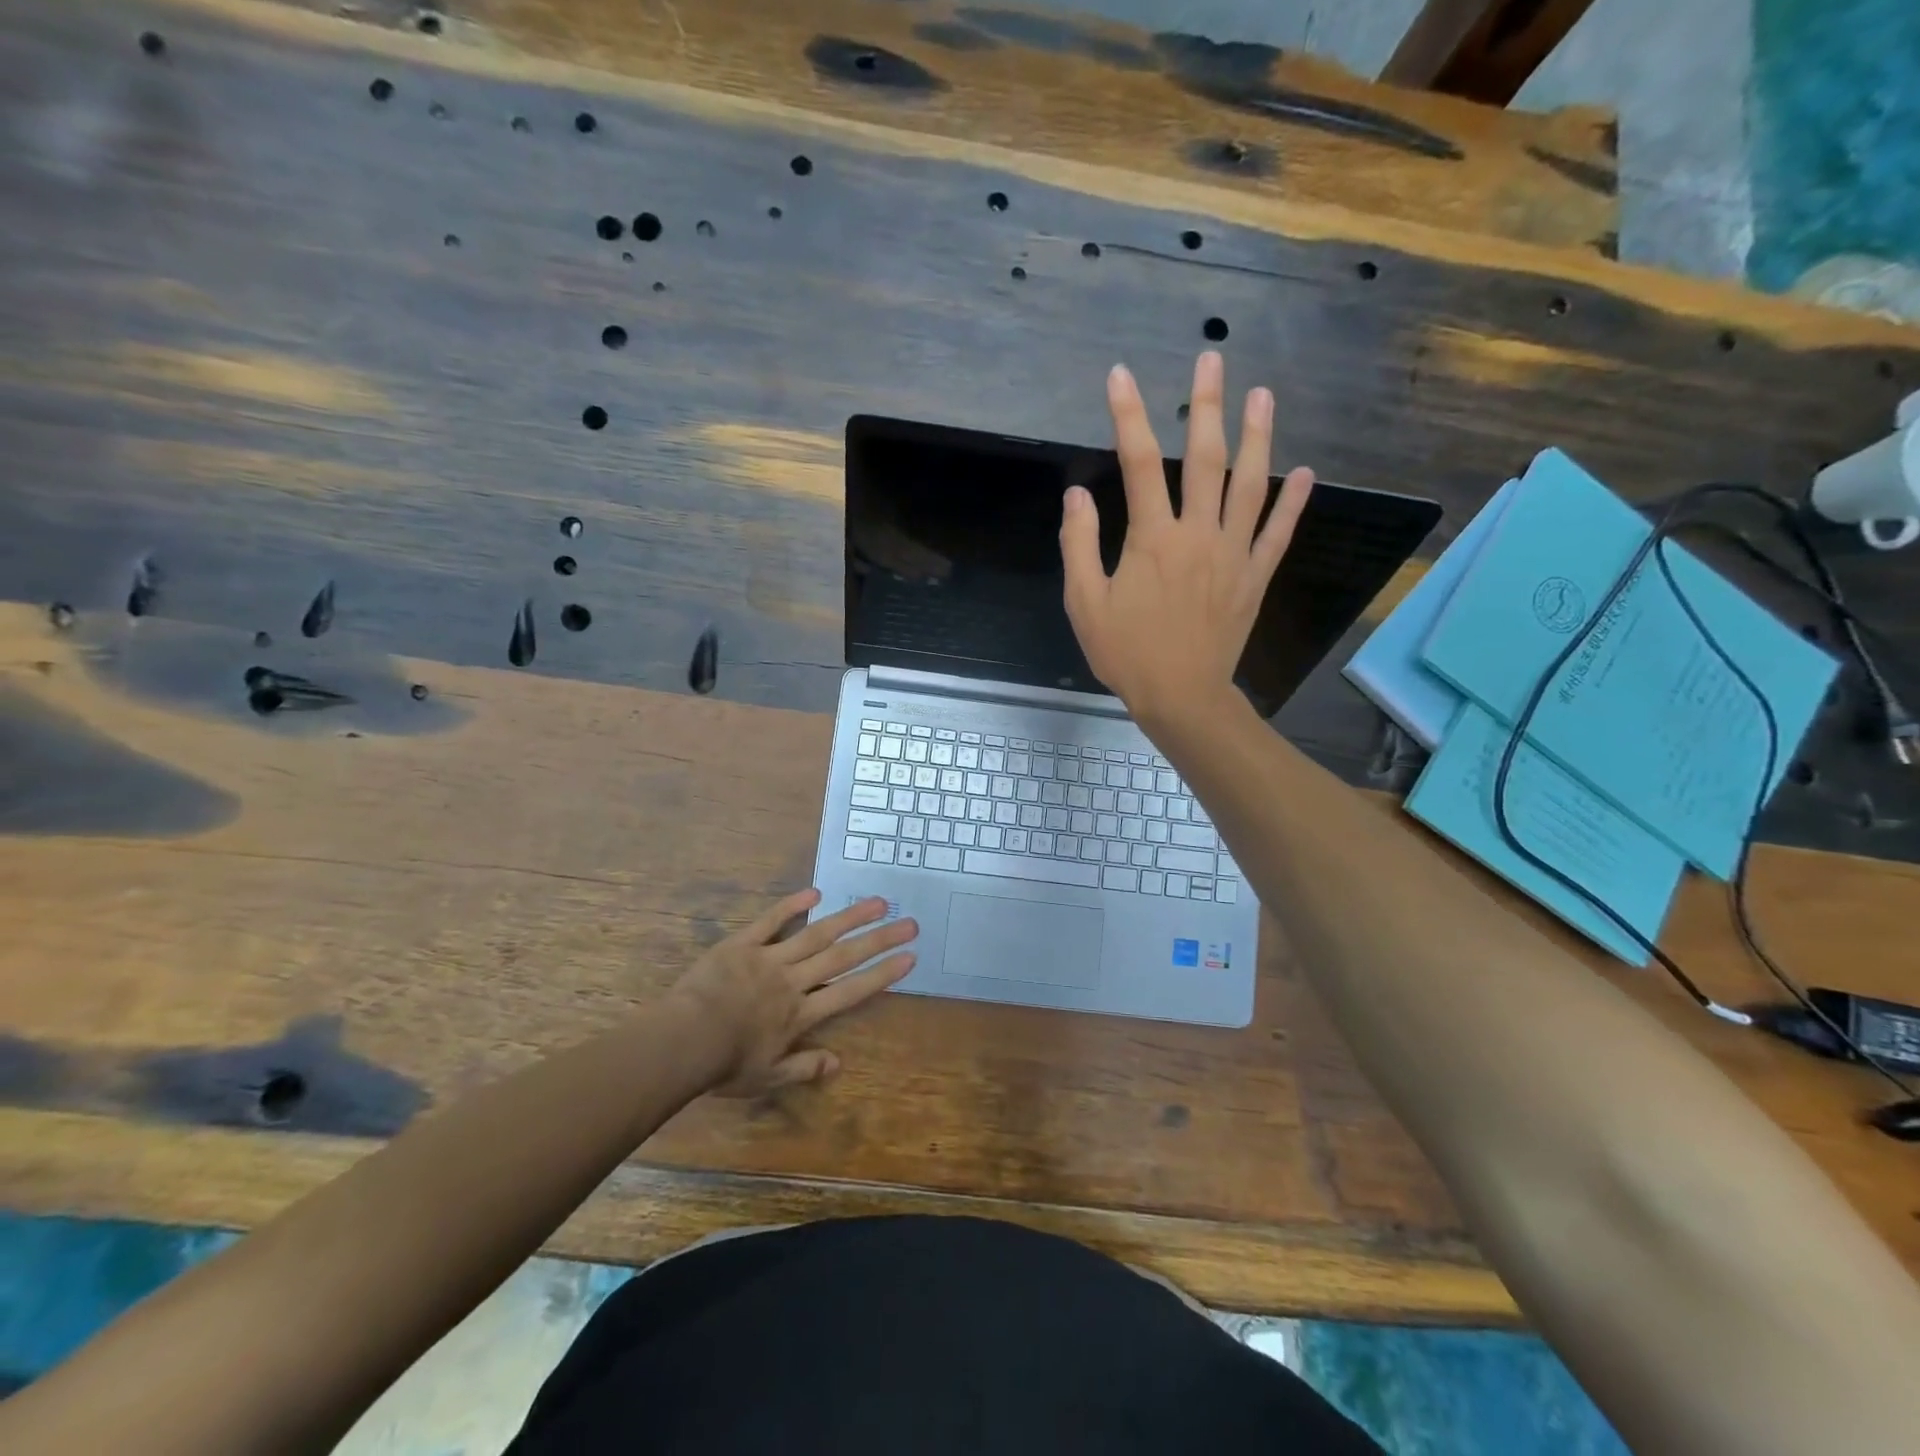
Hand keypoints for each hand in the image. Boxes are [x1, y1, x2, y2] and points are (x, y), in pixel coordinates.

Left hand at [668, 890, 916, 1096]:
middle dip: (879, 940)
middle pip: (842, 957)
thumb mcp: (766, 1078)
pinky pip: (770, 921)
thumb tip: (838, 1063)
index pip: (850, 992)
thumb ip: (803, 1067)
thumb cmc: (722, 1066)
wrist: (680, 1042)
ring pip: (816, 934)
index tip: (909, 958)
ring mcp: (769, 959)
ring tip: (877, 902)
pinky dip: (791, 906)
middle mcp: (793, 982)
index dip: (882, 975)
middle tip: (909, 922)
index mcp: (800, 1015)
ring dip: (849, 917)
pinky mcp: (742, 944)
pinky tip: (815, 893)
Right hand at [1060, 352, 1313, 725]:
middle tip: (1213, 360)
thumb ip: (1079, 545)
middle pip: (1205, 459)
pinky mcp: (1254, 578)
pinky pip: (1277, 535)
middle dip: (1206, 406)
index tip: (1120, 376)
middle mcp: (1199, 534)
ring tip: (1263, 395)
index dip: (1128, 415)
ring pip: (1250, 486)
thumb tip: (1078, 494)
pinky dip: (1293, 504)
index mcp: (1153, 539)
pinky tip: (1305, 475)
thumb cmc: (1126, 652)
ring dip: (1258, 437)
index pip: (1138, 463)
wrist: (1180, 696)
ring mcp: (1233, 554)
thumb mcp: (1085, 602)